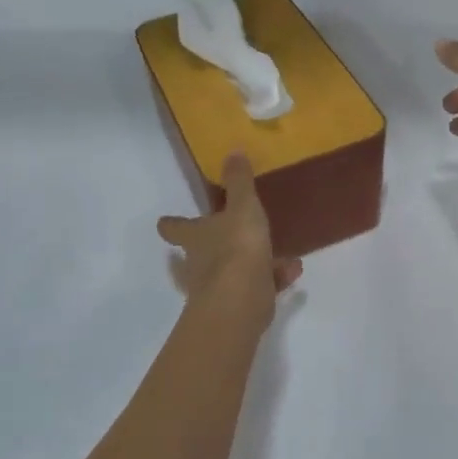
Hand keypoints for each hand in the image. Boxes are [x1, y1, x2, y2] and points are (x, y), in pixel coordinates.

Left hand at [157, 153, 302, 323]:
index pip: (175, 228)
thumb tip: (232, 151)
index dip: (171, 224)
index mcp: (195, 237)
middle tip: (221, 238)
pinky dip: (272, 279)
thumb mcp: (242, 207)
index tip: (164, 222)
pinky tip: (294, 271)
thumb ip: (239, 181)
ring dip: (251, 263)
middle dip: (208, 248)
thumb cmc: (236, 247)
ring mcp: (216, 289)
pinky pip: (256, 287)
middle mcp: (199, 264)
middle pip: (196, 255)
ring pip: (230, 272)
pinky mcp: (238, 307)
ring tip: (282, 256)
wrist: (241, 301)